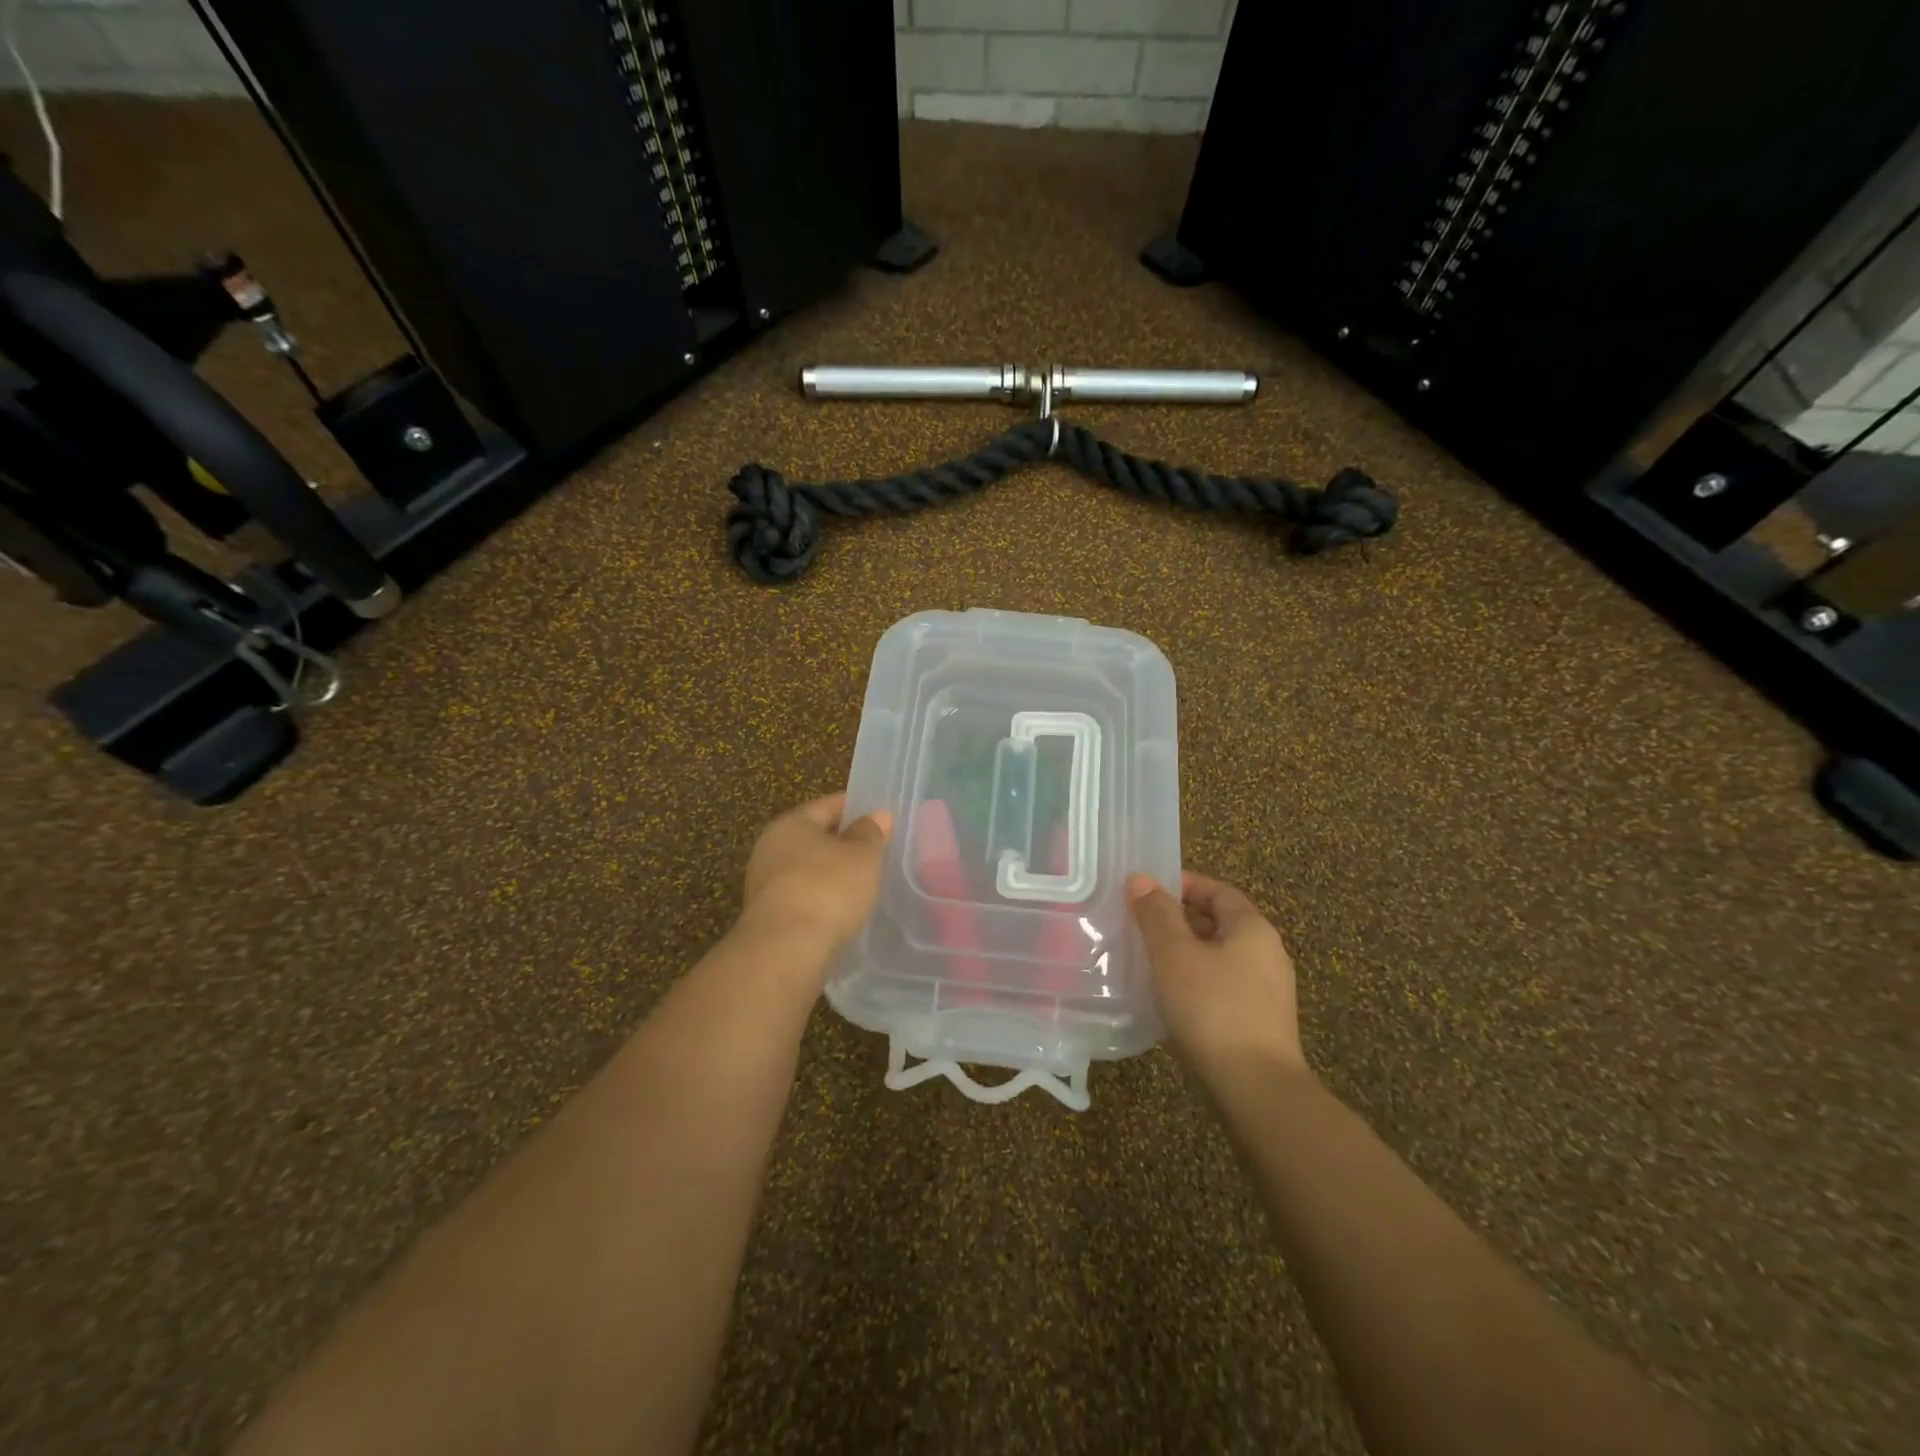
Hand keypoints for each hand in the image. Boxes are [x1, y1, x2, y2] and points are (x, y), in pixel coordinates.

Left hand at [742, 793, 892, 952]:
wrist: (785, 951)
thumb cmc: (827, 889)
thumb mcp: (862, 856)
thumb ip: (871, 833)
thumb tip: (877, 815)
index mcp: (791, 823)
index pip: (829, 805)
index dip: (858, 808)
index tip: (884, 818)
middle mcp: (770, 848)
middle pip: (815, 837)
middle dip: (845, 843)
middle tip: (879, 851)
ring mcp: (765, 884)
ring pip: (808, 869)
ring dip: (833, 874)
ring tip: (866, 883)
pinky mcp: (769, 917)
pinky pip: (803, 897)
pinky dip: (823, 899)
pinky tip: (844, 910)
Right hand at [1128, 871, 1306, 1081]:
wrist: (1256, 1089)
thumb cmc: (1213, 1008)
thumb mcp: (1174, 954)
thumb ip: (1156, 914)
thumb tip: (1140, 879)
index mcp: (1253, 928)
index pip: (1217, 890)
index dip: (1182, 885)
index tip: (1145, 893)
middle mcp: (1268, 953)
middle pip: (1219, 922)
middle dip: (1179, 920)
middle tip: (1139, 927)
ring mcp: (1268, 991)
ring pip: (1219, 957)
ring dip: (1185, 954)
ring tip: (1148, 962)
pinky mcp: (1261, 1023)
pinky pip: (1223, 987)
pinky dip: (1196, 982)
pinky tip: (1171, 999)